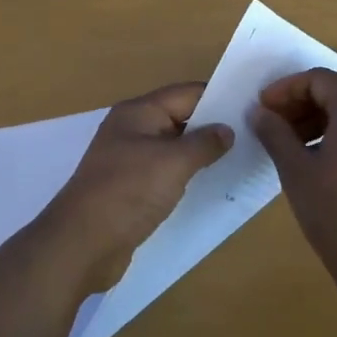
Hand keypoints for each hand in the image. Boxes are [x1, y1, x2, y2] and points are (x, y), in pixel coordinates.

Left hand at [36, 82, 234, 294]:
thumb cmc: (128, 192)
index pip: (186, 93)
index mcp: (139, 113)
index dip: (218, 97)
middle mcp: (133, 130)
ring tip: (241, 160)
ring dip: (202, 154)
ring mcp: (130, 160)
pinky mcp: (131, 189)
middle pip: (181, 119)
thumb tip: (227, 130)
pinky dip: (187, 177)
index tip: (252, 107)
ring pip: (174, 148)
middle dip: (213, 126)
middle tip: (254, 136)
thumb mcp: (173, 162)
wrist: (82, 243)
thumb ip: (204, 143)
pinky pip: (166, 174)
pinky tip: (212, 186)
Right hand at [252, 68, 336, 269]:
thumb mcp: (296, 170)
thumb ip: (275, 133)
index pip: (320, 79)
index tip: (263, 108)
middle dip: (306, 99)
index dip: (287, 88)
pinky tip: (324, 157)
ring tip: (296, 141)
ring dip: (326, 115)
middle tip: (277, 121)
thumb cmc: (336, 211)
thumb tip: (259, 112)